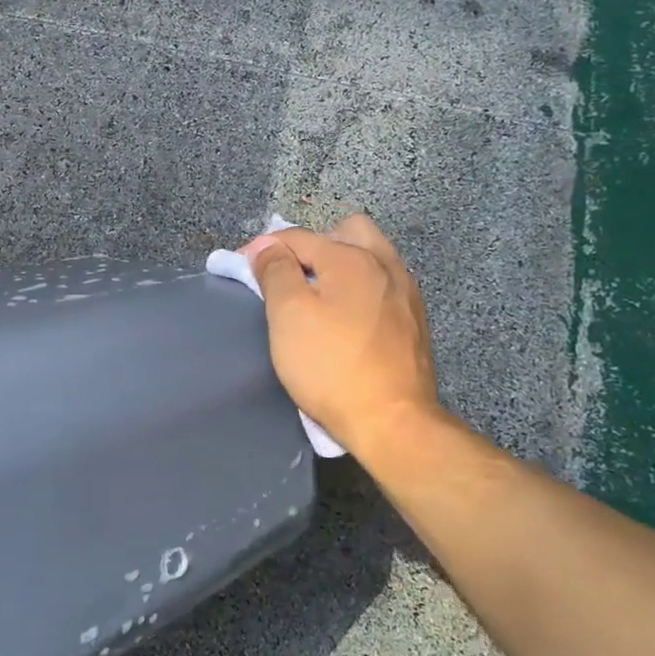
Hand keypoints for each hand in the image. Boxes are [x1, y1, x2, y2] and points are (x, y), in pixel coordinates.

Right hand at [246, 215, 444, 455]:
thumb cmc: (331, 366)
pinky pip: (381, 286)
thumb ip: (275, 271)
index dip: (262, 249)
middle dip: (312, 245)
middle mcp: (385, 265)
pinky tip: (344, 319)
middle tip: (289, 276)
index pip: (297, 237)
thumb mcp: (288, 315)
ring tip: (316, 297)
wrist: (393, 423)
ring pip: (368, 257)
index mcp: (352, 258)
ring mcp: (405, 294)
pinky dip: (358, 289)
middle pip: (345, 232)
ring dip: (338, 266)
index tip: (240, 269)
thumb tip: (266, 246)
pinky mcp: (414, 322)